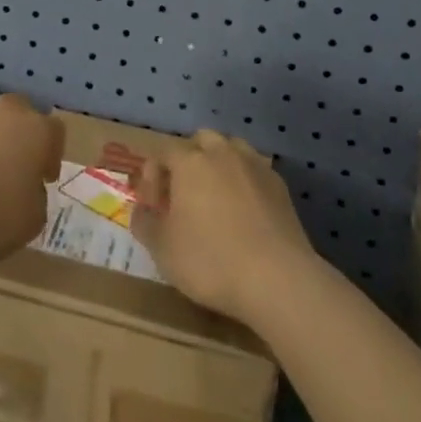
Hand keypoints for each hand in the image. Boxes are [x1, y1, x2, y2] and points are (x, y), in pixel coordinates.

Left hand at [0, 95, 64, 266]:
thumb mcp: (33, 219)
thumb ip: (36, 195)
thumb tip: (27, 187)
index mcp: (36, 130)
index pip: (54, 130)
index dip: (51, 154)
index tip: (44, 177)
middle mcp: (5, 110)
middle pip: (19, 112)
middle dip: (18, 135)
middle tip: (11, 166)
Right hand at [131, 130, 316, 325]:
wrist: (278, 279)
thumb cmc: (211, 260)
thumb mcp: (162, 250)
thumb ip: (145, 224)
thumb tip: (141, 211)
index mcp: (189, 161)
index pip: (162, 153)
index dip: (153, 177)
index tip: (153, 207)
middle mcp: (221, 152)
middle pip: (200, 141)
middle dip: (188, 162)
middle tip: (184, 195)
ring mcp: (254, 166)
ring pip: (231, 150)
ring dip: (218, 166)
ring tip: (215, 199)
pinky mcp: (279, 186)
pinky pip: (253, 172)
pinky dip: (244, 183)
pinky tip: (244, 213)